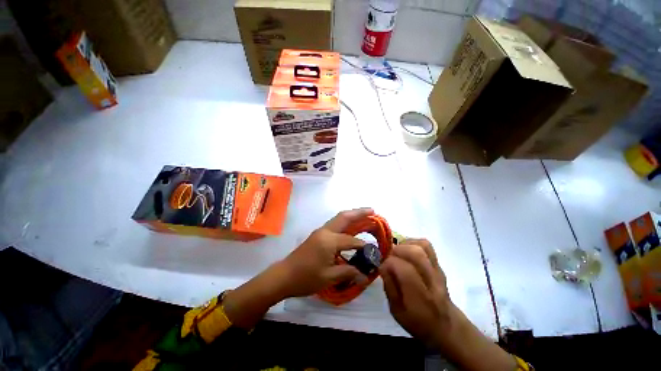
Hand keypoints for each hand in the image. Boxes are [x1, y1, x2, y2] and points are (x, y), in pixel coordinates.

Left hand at [277, 208, 372, 297]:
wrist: (283, 275)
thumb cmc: (306, 278)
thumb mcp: (328, 277)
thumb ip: (348, 272)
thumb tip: (365, 276)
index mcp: (329, 241)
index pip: (352, 240)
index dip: (364, 246)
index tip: (374, 251)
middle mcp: (325, 231)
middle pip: (344, 217)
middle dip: (359, 212)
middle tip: (373, 211)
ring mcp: (320, 231)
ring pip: (339, 218)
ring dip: (352, 215)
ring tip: (365, 214)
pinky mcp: (318, 234)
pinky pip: (334, 224)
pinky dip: (345, 222)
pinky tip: (351, 227)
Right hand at [379, 239, 452, 346]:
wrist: (446, 325)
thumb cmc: (417, 322)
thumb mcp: (397, 311)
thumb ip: (389, 287)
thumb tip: (382, 265)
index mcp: (421, 298)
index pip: (405, 270)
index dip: (389, 263)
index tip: (382, 265)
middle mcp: (432, 281)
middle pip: (416, 254)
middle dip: (397, 250)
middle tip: (388, 256)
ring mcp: (438, 270)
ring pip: (423, 246)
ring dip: (405, 244)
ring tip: (396, 252)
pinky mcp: (439, 264)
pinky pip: (427, 245)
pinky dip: (413, 242)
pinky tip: (405, 250)